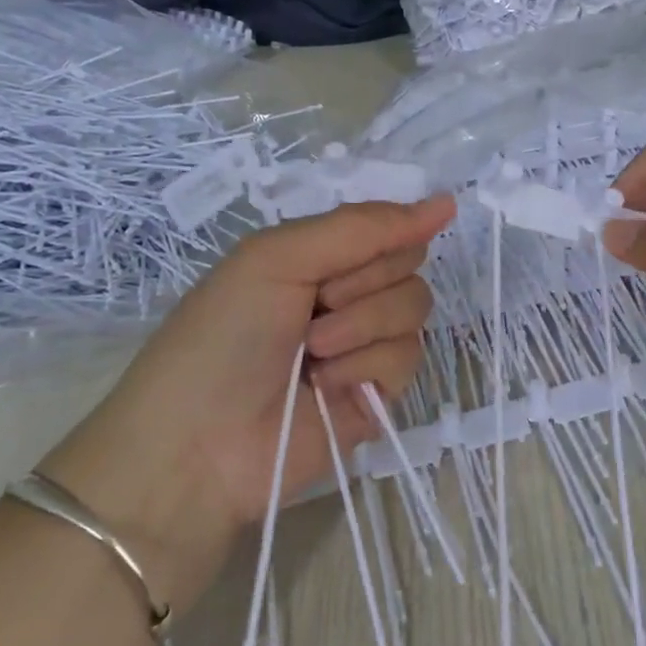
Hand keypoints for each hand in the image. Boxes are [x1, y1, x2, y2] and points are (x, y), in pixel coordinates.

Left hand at [42, 196, 454, 581]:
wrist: (198, 444)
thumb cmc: (225, 335)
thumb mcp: (278, 258)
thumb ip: (361, 228)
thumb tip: (446, 202)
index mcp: (319, 257)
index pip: (387, 226)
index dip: (387, 233)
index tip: (373, 241)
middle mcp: (346, 294)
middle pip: (408, 264)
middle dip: (364, 281)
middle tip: (317, 303)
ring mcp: (365, 344)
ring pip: (414, 308)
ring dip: (361, 324)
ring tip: (313, 352)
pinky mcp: (378, 392)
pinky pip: (407, 357)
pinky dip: (365, 366)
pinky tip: (326, 385)